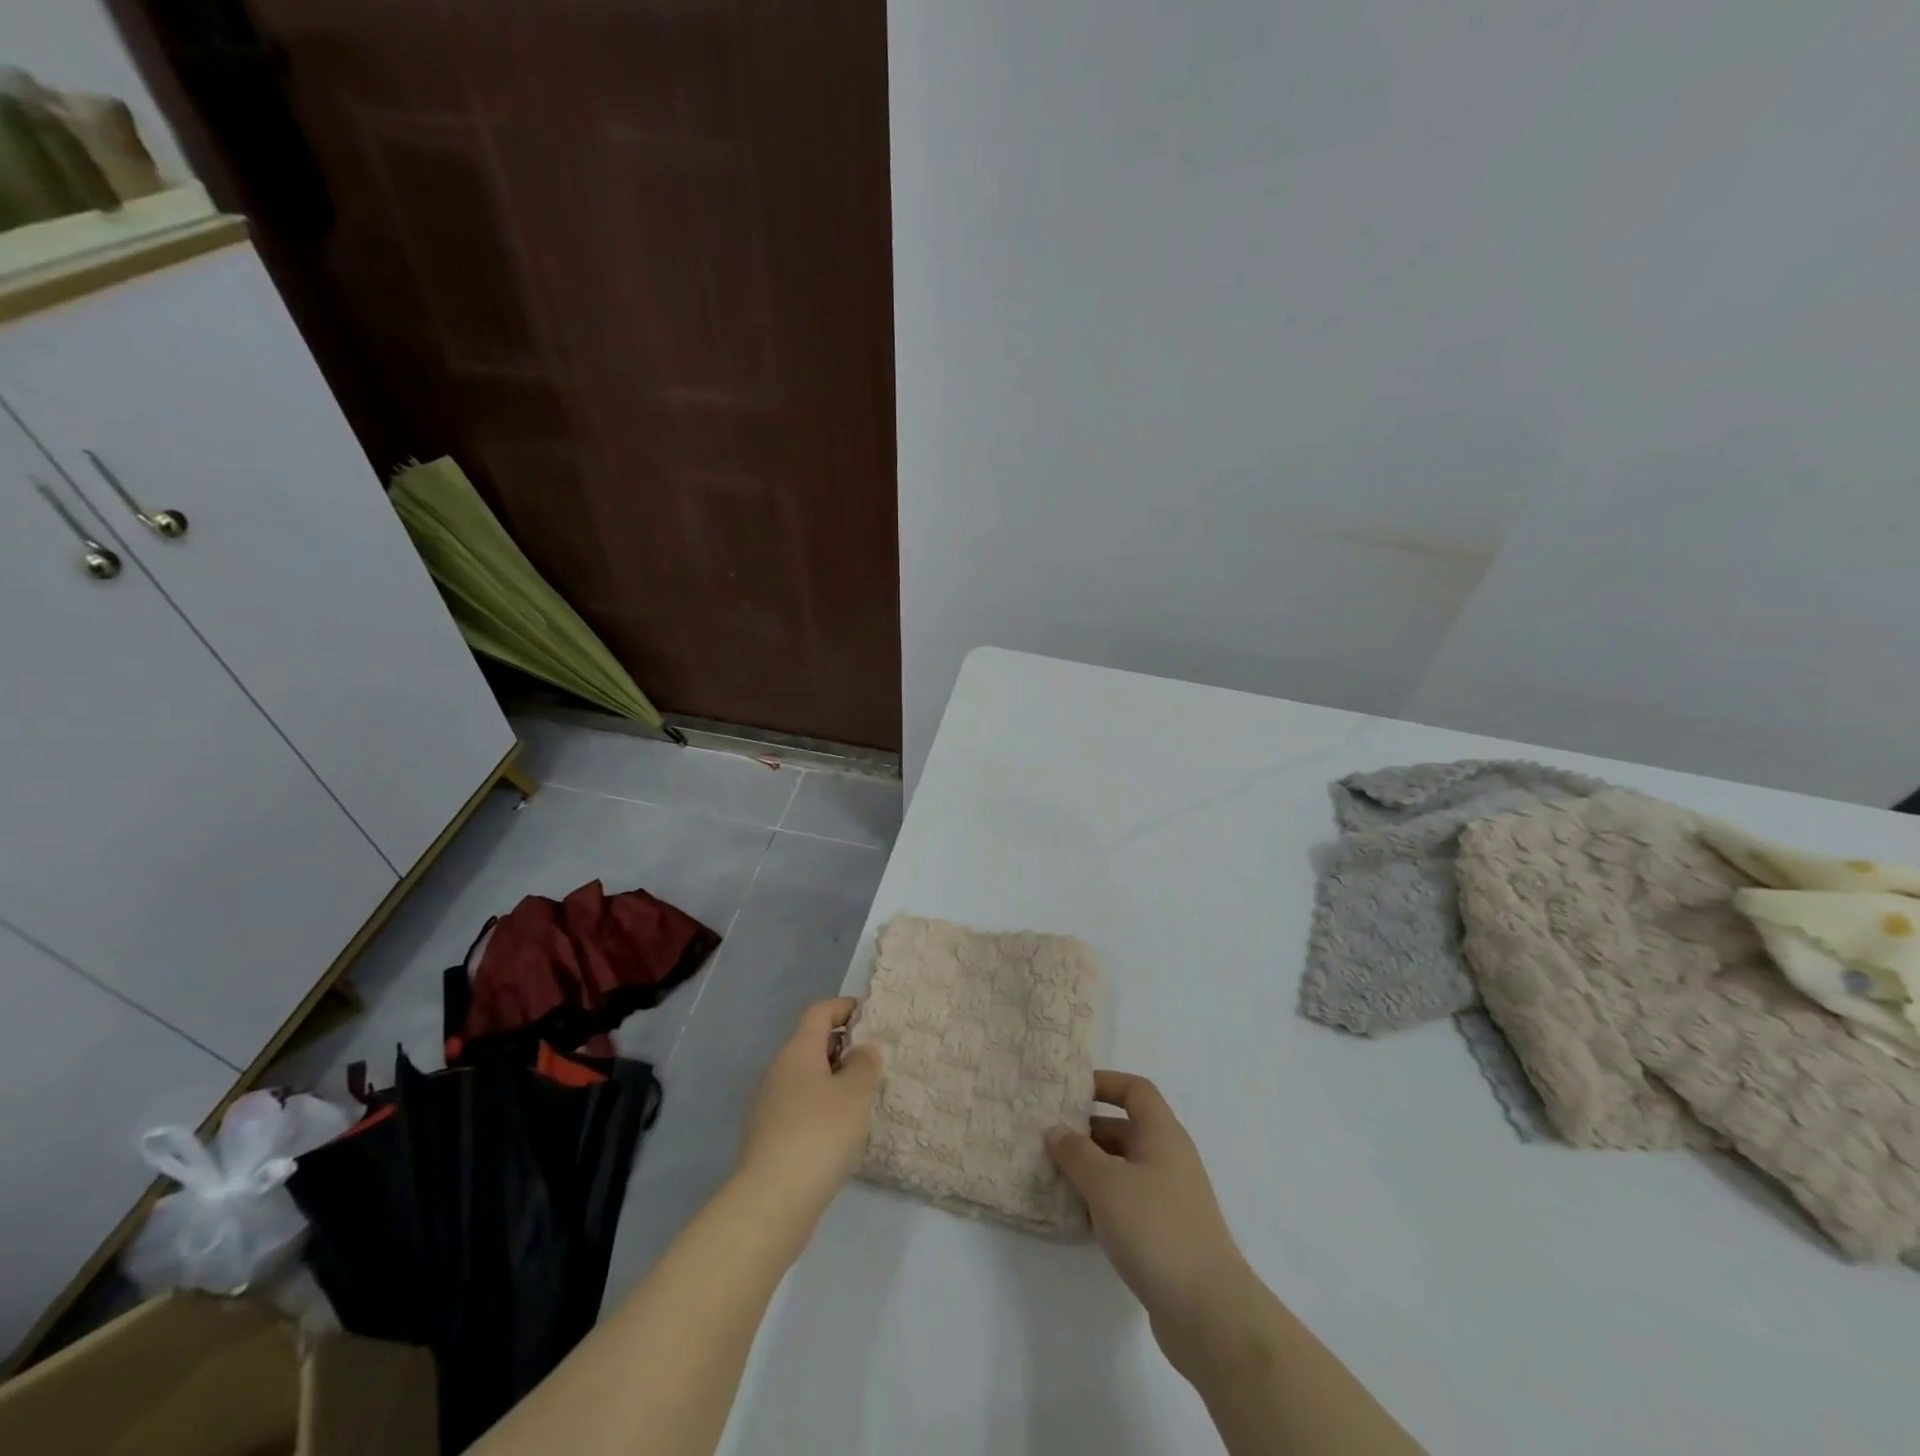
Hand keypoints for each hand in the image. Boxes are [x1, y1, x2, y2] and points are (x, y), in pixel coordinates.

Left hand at [734, 998, 881, 1238]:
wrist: (772, 1202)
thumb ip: (864, 1064)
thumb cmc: (820, 1134)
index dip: (844, 1007)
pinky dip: (822, 1109)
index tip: (870, 1015)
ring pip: (806, 1078)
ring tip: (864, 1099)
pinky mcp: (768, 1138)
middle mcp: (778, 1071)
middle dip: (843, 1047)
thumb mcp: (855, 1093)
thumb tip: (862, 1050)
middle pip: (812, 1044)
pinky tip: (842, 1133)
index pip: (819, 1012)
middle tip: (875, 1062)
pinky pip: (800, 1107)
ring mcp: (769, 1105)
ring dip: (834, 1081)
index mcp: (797, 1051)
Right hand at [1046, 1071, 1253, 1376]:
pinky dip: (1104, 1201)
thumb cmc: (1156, 1230)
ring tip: (1053, 1174)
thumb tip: (1055, 1129)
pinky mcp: (1167, 1235)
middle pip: (1127, 1129)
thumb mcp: (1106, 1184)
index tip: (1070, 1092)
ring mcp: (1171, 1199)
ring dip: (1093, 1168)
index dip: (1105, 1083)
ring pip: (1125, 1168)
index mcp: (1163, 1135)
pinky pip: (1129, 1202)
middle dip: (1088, 1130)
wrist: (1209, 1313)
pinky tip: (1077, 1216)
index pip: (1135, 1090)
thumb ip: (1076, 1153)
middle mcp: (1170, 1159)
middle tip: (1050, 1137)